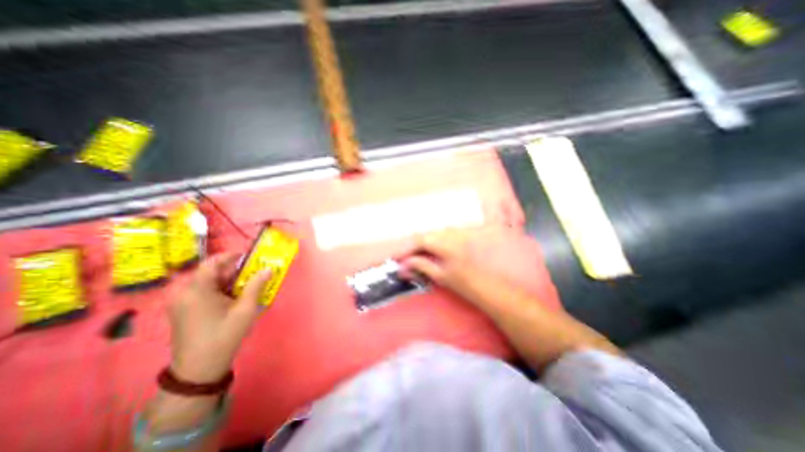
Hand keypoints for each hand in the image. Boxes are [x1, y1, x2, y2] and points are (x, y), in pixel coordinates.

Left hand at [168, 253, 270, 382]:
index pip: (211, 263)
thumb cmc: (224, 336)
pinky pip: (202, 293)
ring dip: (227, 281)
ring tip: (247, 286)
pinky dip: (219, 291)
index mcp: (197, 290)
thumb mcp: (245, 309)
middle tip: (253, 274)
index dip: (230, 256)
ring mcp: (181, 303)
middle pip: (210, 272)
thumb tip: (268, 268)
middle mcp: (184, 293)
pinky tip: (233, 299)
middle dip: (233, 271)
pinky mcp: (182, 311)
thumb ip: (256, 286)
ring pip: (207, 283)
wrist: (198, 370)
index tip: (247, 256)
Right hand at [397, 229, 493, 303]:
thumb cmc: (465, 284)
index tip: (396, 258)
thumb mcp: (440, 275)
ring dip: (426, 244)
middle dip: (415, 247)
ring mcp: (460, 234)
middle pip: (427, 236)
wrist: (492, 287)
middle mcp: (451, 234)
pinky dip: (437, 243)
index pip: (419, 240)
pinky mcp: (465, 237)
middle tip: (406, 260)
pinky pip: (446, 236)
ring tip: (418, 257)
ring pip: (436, 235)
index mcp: (444, 243)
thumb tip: (403, 265)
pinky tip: (434, 253)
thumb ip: (421, 266)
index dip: (406, 248)